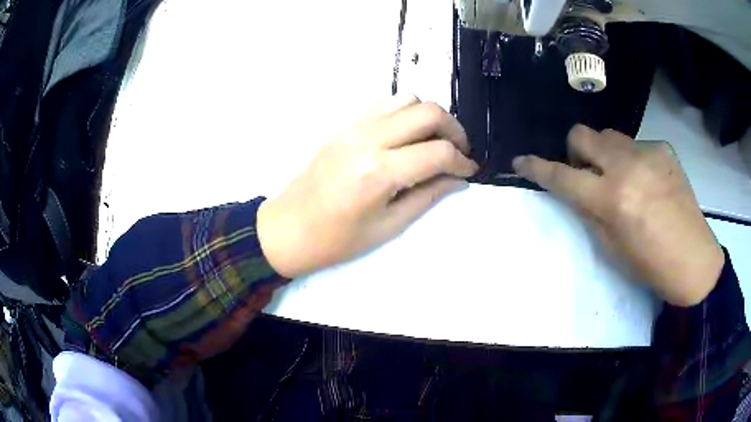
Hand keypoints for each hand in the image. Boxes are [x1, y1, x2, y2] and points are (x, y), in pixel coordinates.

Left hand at [257, 95, 477, 277]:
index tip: (469, 171)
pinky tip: (408, 135)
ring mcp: (353, 127)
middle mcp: (368, 139)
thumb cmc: (336, 239)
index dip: (462, 162)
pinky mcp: (344, 125)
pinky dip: (405, 112)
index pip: (437, 152)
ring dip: (430, 116)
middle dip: (454, 130)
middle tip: (458, 152)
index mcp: (379, 172)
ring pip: (407, 99)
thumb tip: (458, 179)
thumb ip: (427, 196)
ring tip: (435, 140)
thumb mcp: (388, 226)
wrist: (288, 228)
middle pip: (427, 112)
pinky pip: (384, 104)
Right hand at [513, 125, 723, 306]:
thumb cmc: (650, 265)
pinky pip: (636, 144)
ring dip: (605, 154)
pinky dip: (632, 159)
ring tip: (623, 179)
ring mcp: (648, 152)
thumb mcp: (611, 248)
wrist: (694, 259)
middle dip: (576, 152)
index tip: (521, 160)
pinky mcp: (664, 148)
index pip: (563, 176)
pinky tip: (649, 181)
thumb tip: (574, 190)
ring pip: (609, 136)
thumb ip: (589, 212)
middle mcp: (627, 166)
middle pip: (583, 134)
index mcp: (612, 199)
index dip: (538, 168)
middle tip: (588, 174)